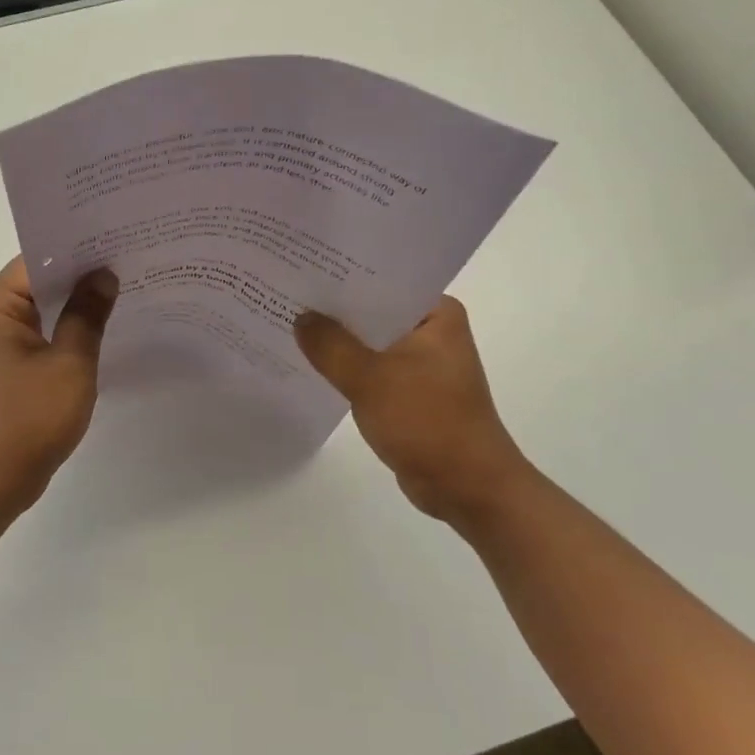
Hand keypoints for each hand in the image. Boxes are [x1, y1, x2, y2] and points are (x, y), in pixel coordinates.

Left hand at [0, 258, 119, 516]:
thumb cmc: (29, 419)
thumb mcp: (70, 363)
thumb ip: (88, 314)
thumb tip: (103, 274)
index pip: (38, 258)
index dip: (79, 250)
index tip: (119, 242)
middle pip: (38, 280)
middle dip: (81, 275)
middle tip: (130, 262)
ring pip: (39, 308)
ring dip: (74, 304)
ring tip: (123, 290)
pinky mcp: (2, 365)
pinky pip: (36, 333)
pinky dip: (63, 329)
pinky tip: (99, 329)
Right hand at [295, 296, 537, 527]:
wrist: (467, 487)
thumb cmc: (427, 422)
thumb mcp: (370, 379)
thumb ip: (330, 345)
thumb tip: (301, 317)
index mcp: (437, 314)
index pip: (383, 281)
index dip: (342, 275)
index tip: (303, 267)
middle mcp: (432, 332)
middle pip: (373, 311)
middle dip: (333, 309)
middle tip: (287, 293)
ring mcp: (422, 364)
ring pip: (370, 342)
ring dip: (338, 341)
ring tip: (290, 323)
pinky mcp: (411, 392)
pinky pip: (371, 369)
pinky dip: (347, 368)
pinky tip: (311, 364)